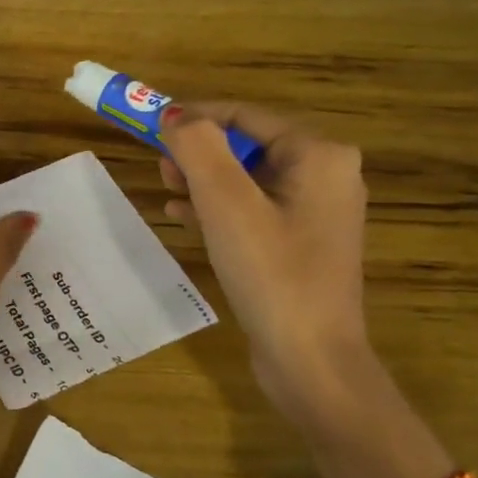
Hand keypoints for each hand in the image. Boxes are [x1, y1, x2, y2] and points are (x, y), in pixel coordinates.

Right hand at [160, 102, 372, 425]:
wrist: (311, 362)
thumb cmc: (271, 273)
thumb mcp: (226, 203)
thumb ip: (198, 147)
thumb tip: (174, 115)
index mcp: (319, 155)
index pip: (245, 115)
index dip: (195, 116)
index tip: (150, 124)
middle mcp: (326, 175)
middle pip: (247, 145)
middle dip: (199, 152)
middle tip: (158, 165)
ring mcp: (316, 212)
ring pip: (247, 178)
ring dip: (203, 180)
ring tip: (166, 189)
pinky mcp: (301, 244)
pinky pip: (253, 209)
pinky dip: (218, 208)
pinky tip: (181, 216)